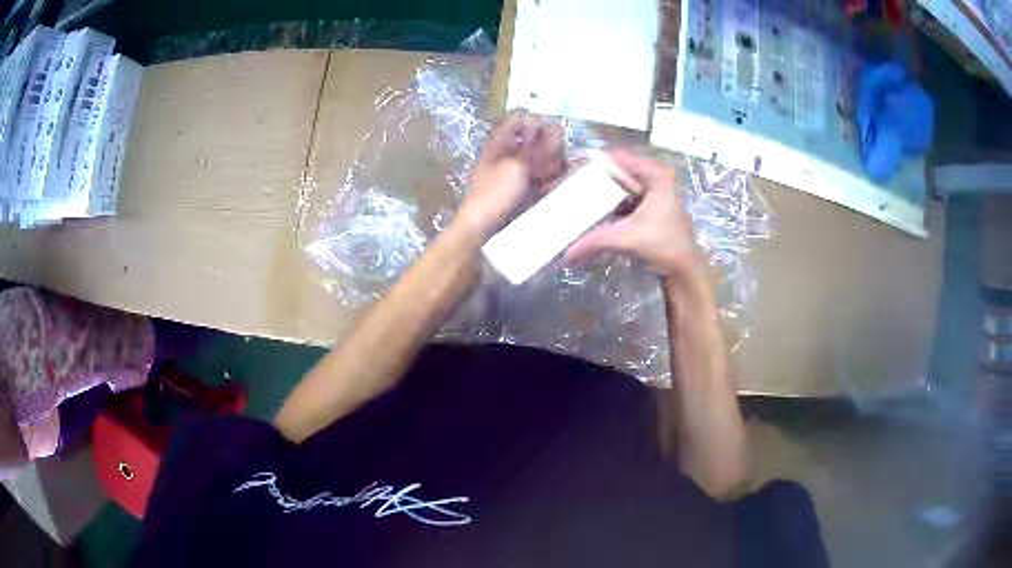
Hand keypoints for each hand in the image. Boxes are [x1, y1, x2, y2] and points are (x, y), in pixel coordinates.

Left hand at [454, 111, 563, 239]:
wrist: (482, 233)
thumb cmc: (494, 195)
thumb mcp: (516, 167)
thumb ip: (538, 149)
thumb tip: (557, 129)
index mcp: (498, 143)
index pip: (519, 119)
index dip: (536, 123)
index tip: (550, 134)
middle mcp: (508, 154)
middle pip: (534, 139)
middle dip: (549, 145)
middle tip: (554, 158)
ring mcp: (516, 173)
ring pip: (541, 159)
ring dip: (552, 163)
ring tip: (556, 173)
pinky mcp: (525, 191)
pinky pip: (543, 177)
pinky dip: (551, 178)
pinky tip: (556, 184)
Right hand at [565, 150, 703, 280]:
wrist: (684, 269)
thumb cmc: (662, 245)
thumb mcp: (626, 238)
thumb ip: (594, 242)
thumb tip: (566, 255)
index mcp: (655, 175)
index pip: (618, 158)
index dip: (594, 163)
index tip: (571, 170)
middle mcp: (655, 178)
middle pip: (618, 171)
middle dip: (595, 178)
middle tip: (570, 185)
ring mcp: (655, 193)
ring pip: (621, 185)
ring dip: (602, 191)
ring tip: (577, 196)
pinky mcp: (651, 208)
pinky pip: (625, 199)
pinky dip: (610, 204)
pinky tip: (593, 211)